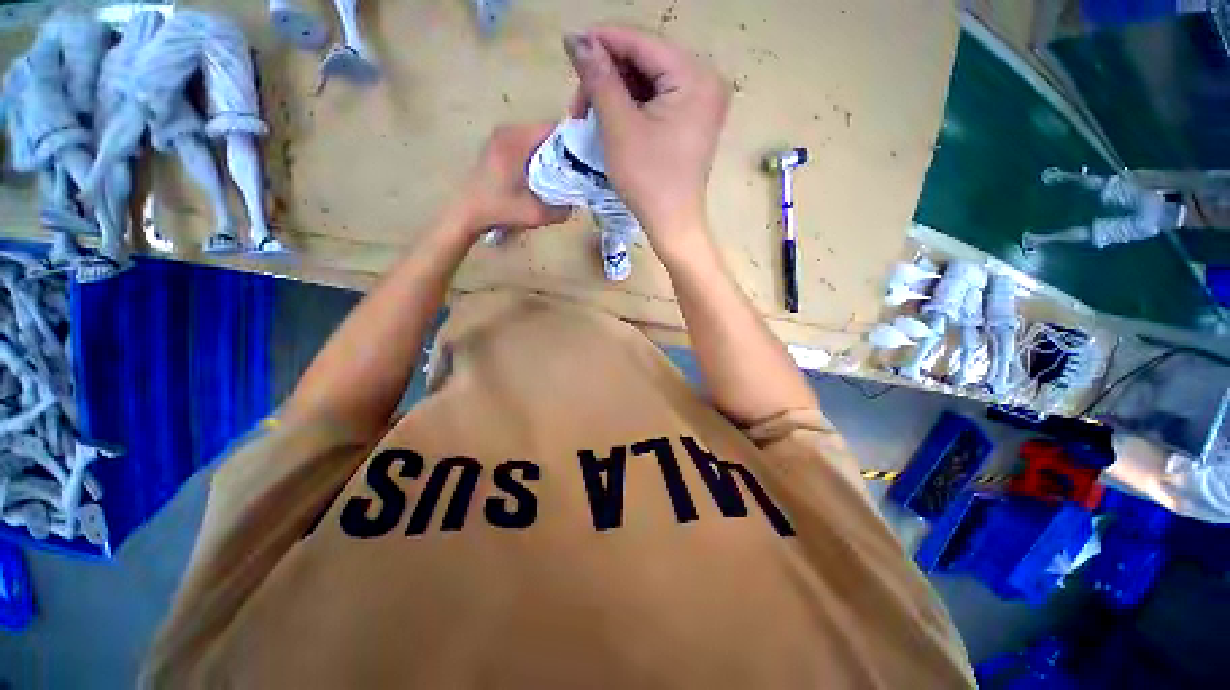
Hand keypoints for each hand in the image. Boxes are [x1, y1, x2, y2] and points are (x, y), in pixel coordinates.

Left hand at [450, 123, 570, 237]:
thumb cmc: (500, 210)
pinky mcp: (497, 145)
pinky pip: (527, 144)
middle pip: (547, 132)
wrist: (467, 213)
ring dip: (551, 154)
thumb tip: (577, 201)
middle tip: (576, 171)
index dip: (573, 143)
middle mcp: (508, 130)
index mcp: (516, 140)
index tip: (585, 161)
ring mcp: (501, 136)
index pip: (555, 129)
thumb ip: (562, 209)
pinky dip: (539, 156)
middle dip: (564, 150)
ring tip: (562, 174)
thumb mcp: (536, 215)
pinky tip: (543, 175)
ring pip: (537, 138)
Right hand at [564, 25, 728, 255]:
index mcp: (695, 76)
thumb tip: (576, 39)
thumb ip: (599, 78)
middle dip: (608, 75)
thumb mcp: (619, 127)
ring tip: (591, 114)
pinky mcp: (693, 120)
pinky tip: (613, 119)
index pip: (642, 42)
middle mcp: (705, 80)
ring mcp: (701, 102)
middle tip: (580, 100)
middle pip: (646, 60)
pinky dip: (632, 106)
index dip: (603, 40)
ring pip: (649, 80)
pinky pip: (658, 100)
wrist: (672, 224)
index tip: (569, 46)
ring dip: (616, 92)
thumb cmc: (648, 180)